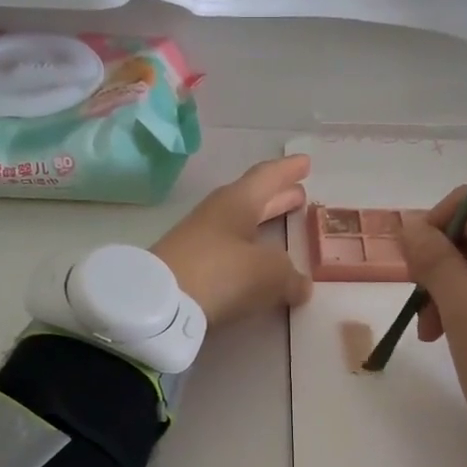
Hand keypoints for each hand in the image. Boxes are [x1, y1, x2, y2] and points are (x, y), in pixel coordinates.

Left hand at [153, 155, 313, 325]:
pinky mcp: (190, 268)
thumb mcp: (269, 273)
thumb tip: (301, 284)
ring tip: (283, 228)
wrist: (161, 304)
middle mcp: (217, 215)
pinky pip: (229, 252)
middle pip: (252, 200)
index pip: (267, 177)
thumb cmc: (221, 273)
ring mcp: (199, 241)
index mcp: (237, 202)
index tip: (306, 162)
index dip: (288, 170)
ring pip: (240, 226)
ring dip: (262, 225)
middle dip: (277, 198)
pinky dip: (249, 252)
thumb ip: (291, 276)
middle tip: (300, 194)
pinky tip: (258, 266)